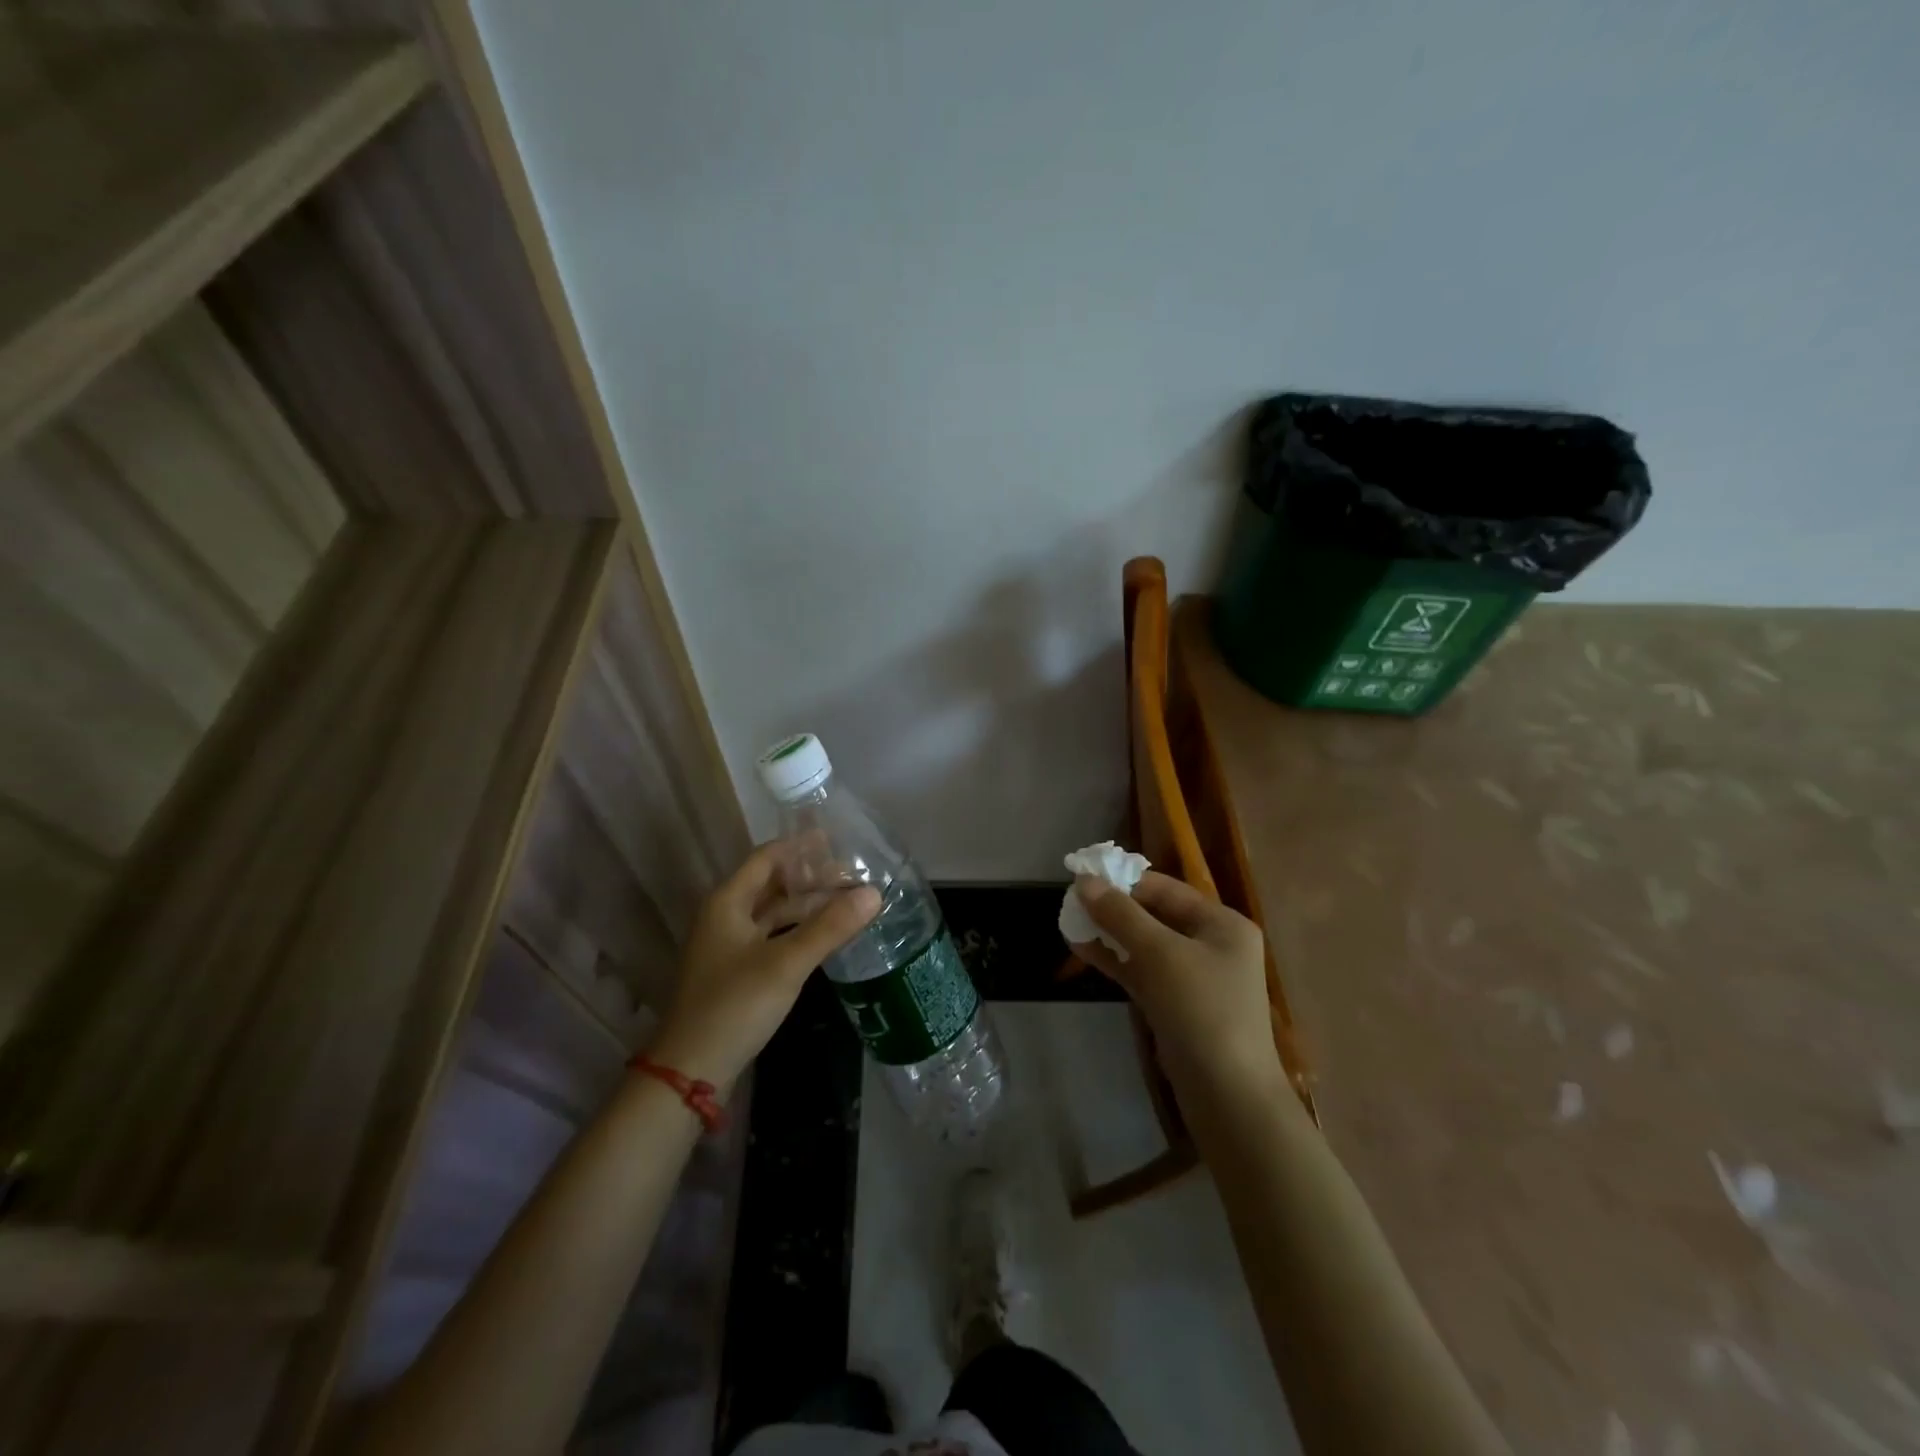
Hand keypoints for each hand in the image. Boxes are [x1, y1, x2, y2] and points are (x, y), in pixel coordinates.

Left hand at [649, 840, 880, 1089]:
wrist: (689, 1071)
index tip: (839, 842)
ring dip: (807, 906)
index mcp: (727, 902)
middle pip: (772, 884)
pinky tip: (824, 937)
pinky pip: (771, 937)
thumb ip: (830, 927)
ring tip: (847, 904)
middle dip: (811, 879)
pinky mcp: (735, 972)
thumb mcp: (786, 964)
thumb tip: (874, 892)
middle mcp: (724, 916)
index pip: (768, 857)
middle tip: (853, 877)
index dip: (801, 847)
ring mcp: (728, 946)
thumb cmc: (734, 1006)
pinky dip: (798, 931)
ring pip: (773, 913)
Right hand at [1069, 871, 1283, 1101]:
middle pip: (1155, 914)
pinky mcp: (1176, 1005)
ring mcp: (1194, 977)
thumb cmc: (1201, 1010)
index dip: (1124, 880)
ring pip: (1145, 944)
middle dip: (1114, 907)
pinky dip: (1115, 960)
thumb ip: (1121, 915)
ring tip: (1069, 920)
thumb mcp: (1160, 954)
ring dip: (1109, 933)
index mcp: (1222, 924)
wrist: (1227, 1096)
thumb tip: (1084, 881)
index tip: (1083, 874)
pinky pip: (1142, 971)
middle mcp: (1211, 944)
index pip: (1166, 889)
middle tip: (1072, 899)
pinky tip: (1082, 949)